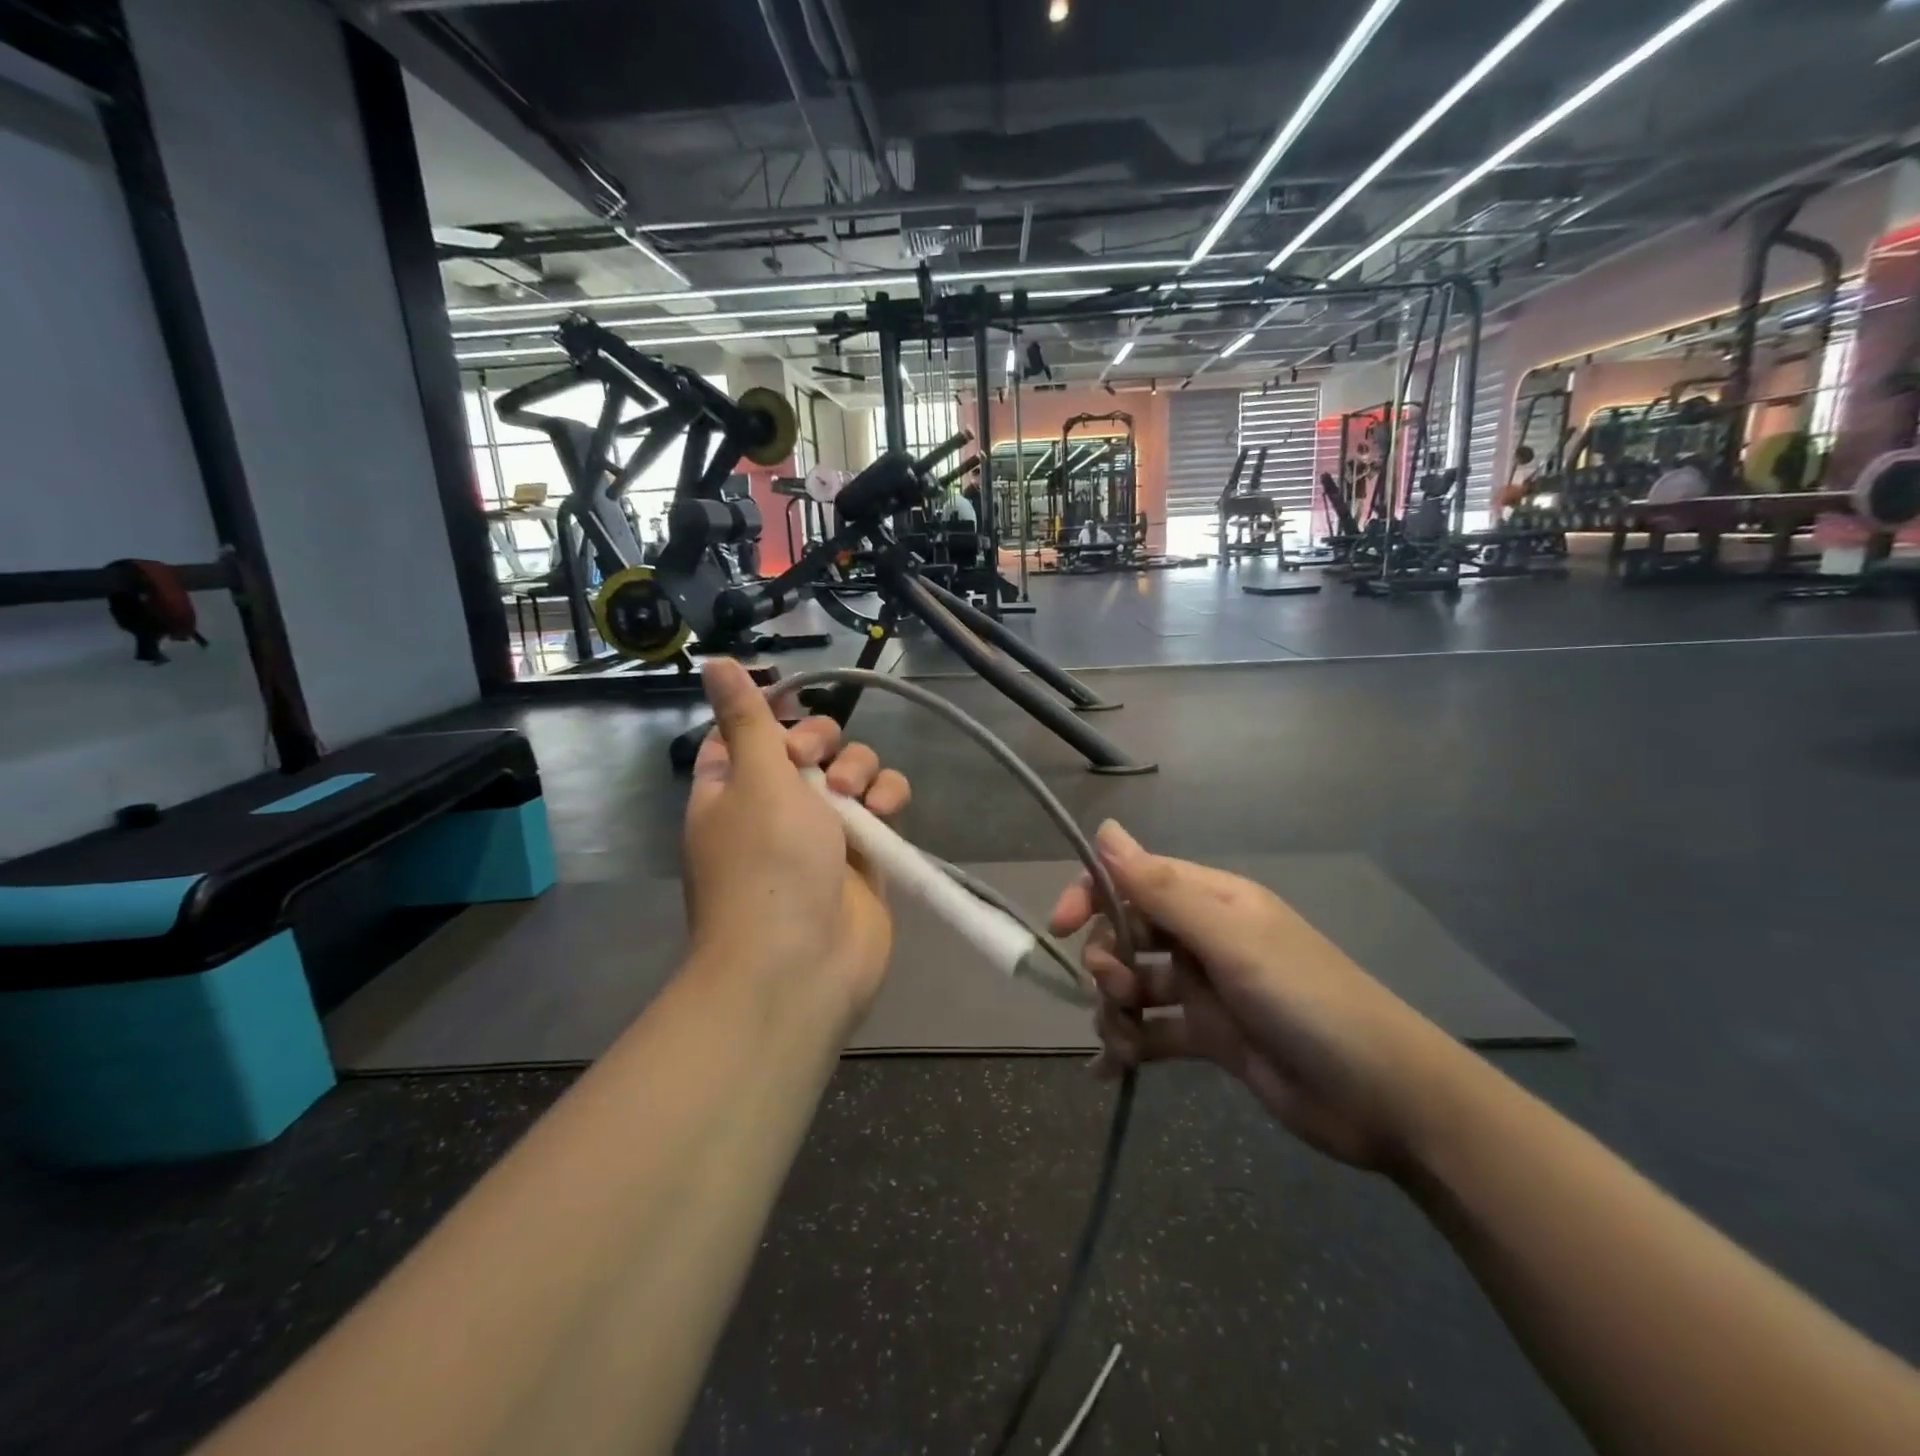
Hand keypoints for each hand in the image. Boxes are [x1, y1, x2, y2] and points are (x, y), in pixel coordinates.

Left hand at [684, 660, 910, 1027]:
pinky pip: (883, 805)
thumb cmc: (767, 863)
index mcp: (732, 789)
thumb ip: (748, 716)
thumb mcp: (753, 776)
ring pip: (853, 772)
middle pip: (809, 746)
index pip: (748, 733)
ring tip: (857, 798)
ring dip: (860, 770)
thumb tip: (713, 660)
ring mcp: (824, 832)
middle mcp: (777, 807)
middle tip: (818, 764)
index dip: (772, 716)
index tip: (791, 707)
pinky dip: (888, 799)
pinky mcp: (866, 854)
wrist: (802, 962)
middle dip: (822, 743)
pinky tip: (885, 813)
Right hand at [1049, 822, 1467, 1170]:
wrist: (1384, 1098)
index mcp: (1211, 901)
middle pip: (1127, 934)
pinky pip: (1153, 1032)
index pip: (1132, 879)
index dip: (1091, 895)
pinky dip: (1128, 1047)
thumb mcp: (1231, 941)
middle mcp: (1204, 937)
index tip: (1060, 927)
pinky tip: (1107, 1073)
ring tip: (1123, 1044)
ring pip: (1135, 985)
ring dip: (1114, 1011)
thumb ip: (1162, 889)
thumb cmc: (1306, 1001)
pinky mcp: (1211, 1038)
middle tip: (1117, 995)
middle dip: (1106, 962)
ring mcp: (1207, 989)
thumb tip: (1104, 830)